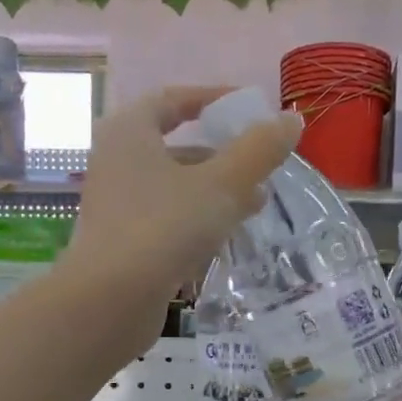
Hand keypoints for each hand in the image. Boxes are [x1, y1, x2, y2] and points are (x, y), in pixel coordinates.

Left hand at [66, 86, 299, 316]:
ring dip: (214, 191)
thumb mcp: (221, 184)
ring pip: (173, 187)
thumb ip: (258, 150)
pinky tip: (225, 238)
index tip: (249, 108)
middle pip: (175, 146)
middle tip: (260, 164)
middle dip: (221, 154)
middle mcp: (115, 161)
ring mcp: (116, 205)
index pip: (174, 100)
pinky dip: (196, 220)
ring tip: (255, 205)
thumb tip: (291, 120)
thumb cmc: (164, 227)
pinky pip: (166, 219)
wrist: (110, 301)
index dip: (213, 99)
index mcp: (129, 131)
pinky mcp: (121, 243)